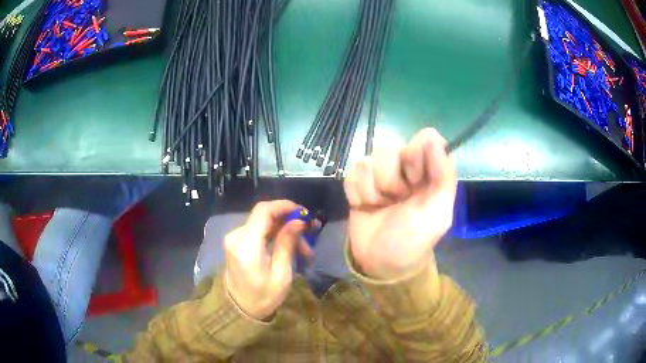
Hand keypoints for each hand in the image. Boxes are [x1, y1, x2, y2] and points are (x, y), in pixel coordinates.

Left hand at [224, 200, 312, 319]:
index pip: (263, 211)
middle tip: (310, 234)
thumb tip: (298, 221)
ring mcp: (234, 238)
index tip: (304, 212)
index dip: (284, 206)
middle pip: (265, 215)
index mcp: (246, 246)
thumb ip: (287, 245)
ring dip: (284, 230)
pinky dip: (274, 235)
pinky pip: (258, 230)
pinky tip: (288, 248)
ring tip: (304, 250)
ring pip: (264, 223)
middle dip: (289, 221)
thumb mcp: (281, 275)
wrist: (238, 309)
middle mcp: (236, 236)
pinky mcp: (236, 242)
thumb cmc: (262, 297)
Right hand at [344, 128, 456, 279]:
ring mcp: (378, 173)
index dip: (416, 157)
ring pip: (368, 160)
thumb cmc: (413, 240)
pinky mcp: (357, 182)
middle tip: (397, 200)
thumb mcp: (438, 214)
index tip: (416, 181)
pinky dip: (358, 194)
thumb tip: (436, 138)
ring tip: (381, 206)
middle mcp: (404, 166)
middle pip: (390, 147)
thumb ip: (444, 176)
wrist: (380, 263)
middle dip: (392, 179)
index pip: (424, 139)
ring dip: (373, 190)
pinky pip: (352, 172)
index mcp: (428, 171)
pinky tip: (366, 207)